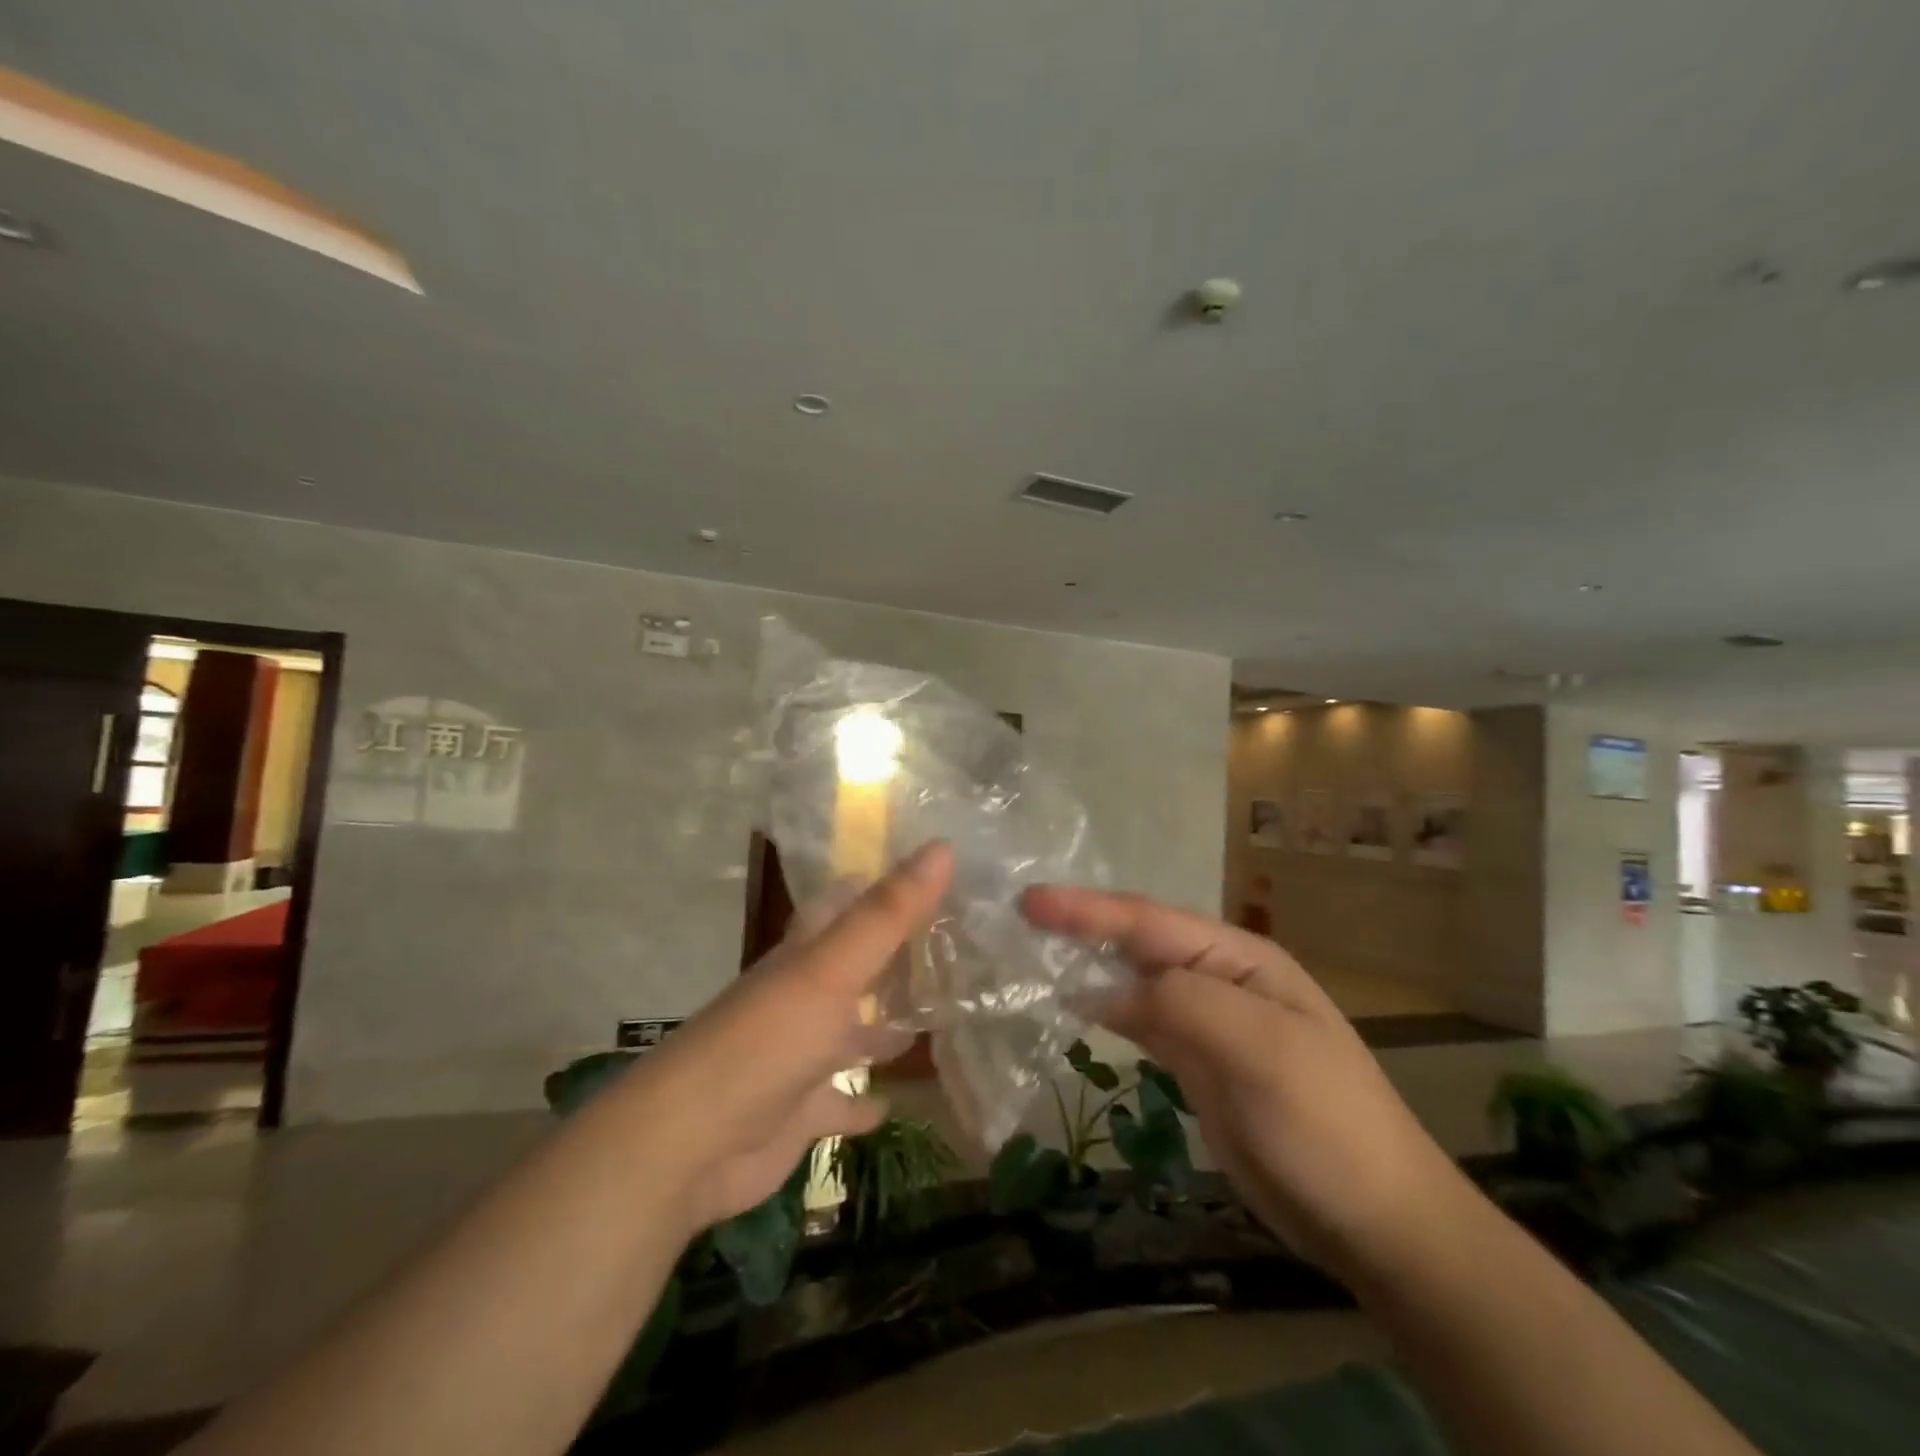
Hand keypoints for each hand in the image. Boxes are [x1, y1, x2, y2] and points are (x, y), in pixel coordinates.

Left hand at [625, 842, 952, 1233]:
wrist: (689, 1144)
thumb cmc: (767, 1042)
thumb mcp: (833, 969)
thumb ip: (888, 913)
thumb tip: (943, 847)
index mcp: (805, 955)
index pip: (843, 904)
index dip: (879, 885)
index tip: (928, 874)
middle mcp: (802, 997)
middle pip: (854, 967)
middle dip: (894, 956)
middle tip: (951, 945)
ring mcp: (800, 1054)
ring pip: (850, 1032)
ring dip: (884, 1027)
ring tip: (940, 1017)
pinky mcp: (800, 1110)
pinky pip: (839, 1102)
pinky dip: (862, 1102)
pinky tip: (890, 1102)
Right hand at [1022, 885, 1470, 1279]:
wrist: (1375, 1222)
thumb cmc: (1325, 1124)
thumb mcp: (1261, 1050)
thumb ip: (1183, 1002)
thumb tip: (1107, 989)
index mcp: (1239, 960)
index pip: (1150, 922)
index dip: (1088, 910)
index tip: (1030, 901)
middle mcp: (1220, 980)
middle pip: (1138, 943)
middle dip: (1082, 926)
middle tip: (1020, 918)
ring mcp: (1208, 1022)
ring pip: (1134, 981)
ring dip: (1087, 964)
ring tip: (1033, 954)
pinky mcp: (1196, 1064)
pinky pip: (1140, 1023)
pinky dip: (1104, 1010)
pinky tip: (1074, 1007)